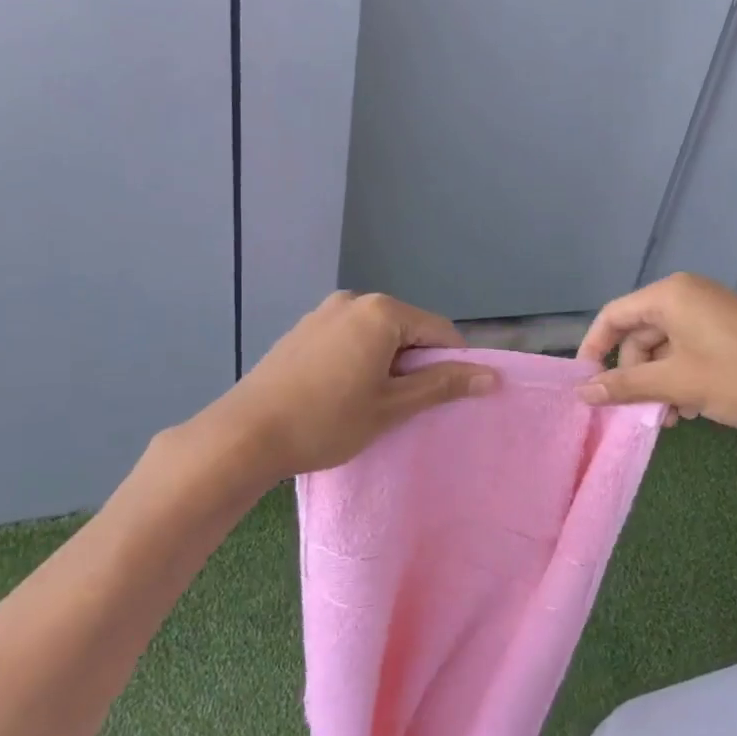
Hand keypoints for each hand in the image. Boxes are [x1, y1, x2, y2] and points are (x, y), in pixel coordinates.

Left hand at [225, 291, 497, 477]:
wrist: (244, 435)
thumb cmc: (327, 421)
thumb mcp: (392, 406)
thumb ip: (443, 384)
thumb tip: (492, 376)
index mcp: (381, 311)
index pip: (439, 330)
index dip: (454, 363)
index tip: (450, 398)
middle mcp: (353, 300)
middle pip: (407, 328)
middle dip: (417, 363)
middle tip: (409, 405)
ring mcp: (323, 312)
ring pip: (377, 334)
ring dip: (387, 363)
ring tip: (374, 403)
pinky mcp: (302, 330)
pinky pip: (348, 338)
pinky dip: (360, 359)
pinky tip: (343, 393)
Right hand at [574, 272, 736, 430]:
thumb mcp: (676, 383)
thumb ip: (625, 385)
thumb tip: (583, 392)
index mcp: (670, 295)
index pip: (613, 316)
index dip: (593, 348)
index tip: (585, 384)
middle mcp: (688, 295)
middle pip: (639, 334)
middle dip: (635, 375)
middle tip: (639, 411)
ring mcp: (711, 312)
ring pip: (665, 347)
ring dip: (659, 383)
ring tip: (671, 417)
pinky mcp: (729, 330)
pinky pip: (689, 350)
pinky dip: (682, 377)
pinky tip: (693, 408)